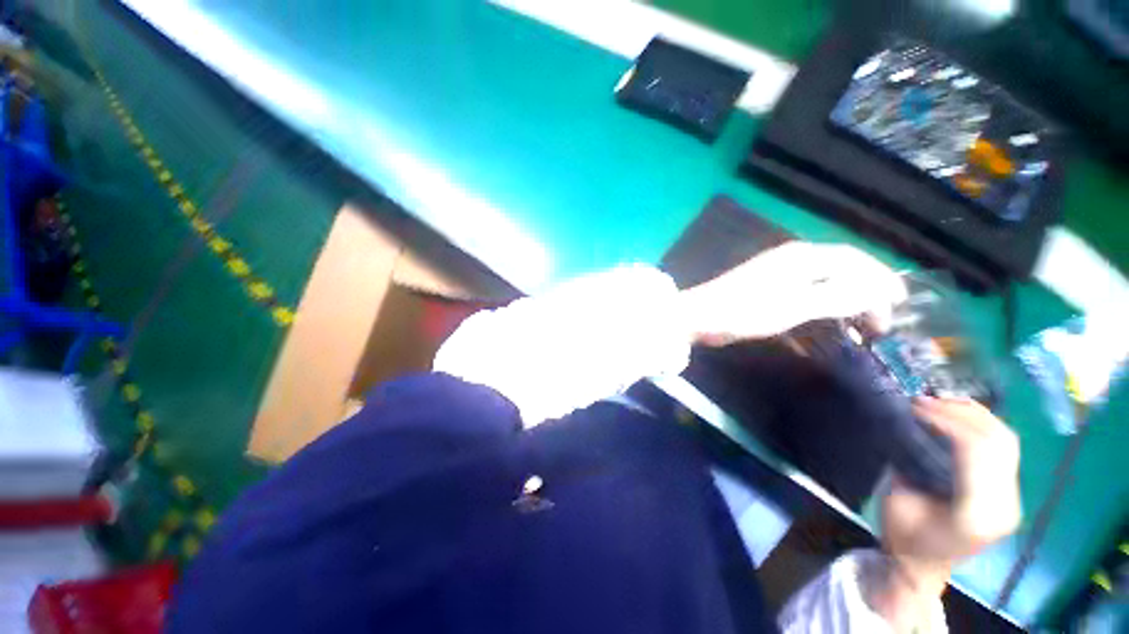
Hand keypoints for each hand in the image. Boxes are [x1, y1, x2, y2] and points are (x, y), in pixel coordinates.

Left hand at [678, 242, 906, 345]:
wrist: (698, 317)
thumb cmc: (744, 311)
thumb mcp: (794, 306)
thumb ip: (837, 297)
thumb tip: (880, 288)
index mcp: (802, 257)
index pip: (853, 261)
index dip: (880, 279)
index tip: (899, 305)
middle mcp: (792, 258)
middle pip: (841, 269)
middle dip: (867, 292)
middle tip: (882, 321)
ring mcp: (776, 272)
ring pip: (824, 280)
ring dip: (846, 300)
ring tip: (862, 325)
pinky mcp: (765, 287)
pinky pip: (805, 291)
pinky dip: (823, 304)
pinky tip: (828, 320)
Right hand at [872, 398, 1021, 629]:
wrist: (924, 567)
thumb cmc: (904, 537)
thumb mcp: (896, 501)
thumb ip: (909, 465)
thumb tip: (911, 427)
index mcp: (977, 512)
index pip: (977, 451)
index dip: (949, 420)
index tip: (916, 406)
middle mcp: (1005, 504)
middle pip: (998, 441)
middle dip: (961, 412)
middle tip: (925, 400)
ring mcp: (1012, 498)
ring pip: (1007, 441)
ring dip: (975, 415)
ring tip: (941, 402)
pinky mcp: (1010, 492)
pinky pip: (1005, 448)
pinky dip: (985, 425)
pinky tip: (962, 415)